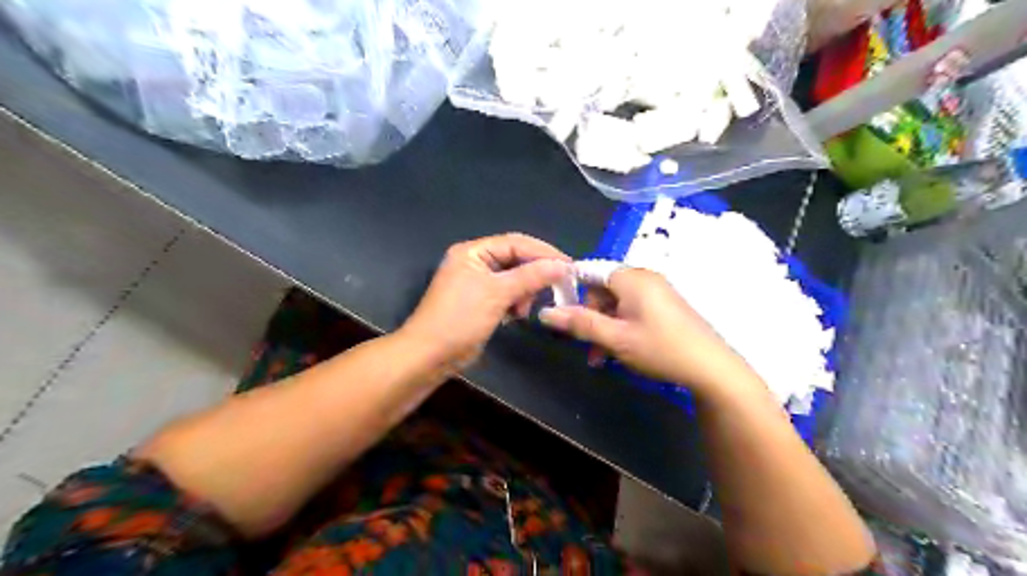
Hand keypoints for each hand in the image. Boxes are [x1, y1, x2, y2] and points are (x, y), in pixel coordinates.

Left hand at [401, 232, 574, 372]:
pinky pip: (507, 295)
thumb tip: (563, 265)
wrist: (430, 355)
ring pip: (514, 279)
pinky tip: (517, 315)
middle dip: (534, 274)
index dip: (543, 252)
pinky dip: (516, 303)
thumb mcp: (497, 293)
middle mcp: (476, 262)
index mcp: (473, 252)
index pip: (515, 243)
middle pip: (516, 260)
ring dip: (525, 292)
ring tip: (524, 308)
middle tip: (556, 288)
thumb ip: (531, 276)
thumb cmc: (460, 318)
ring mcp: (478, 283)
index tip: (569, 265)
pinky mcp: (482, 303)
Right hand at [540, 267, 750, 392]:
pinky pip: (632, 309)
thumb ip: (579, 323)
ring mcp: (657, 291)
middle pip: (603, 289)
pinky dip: (621, 326)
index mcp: (631, 278)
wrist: (712, 368)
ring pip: (616, 303)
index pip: (590, 271)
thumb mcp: (615, 338)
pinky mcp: (665, 306)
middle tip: (587, 346)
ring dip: (604, 326)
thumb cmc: (660, 348)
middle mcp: (644, 278)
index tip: (562, 315)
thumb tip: (545, 313)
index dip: (571, 290)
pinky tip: (620, 350)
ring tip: (601, 357)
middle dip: (590, 316)